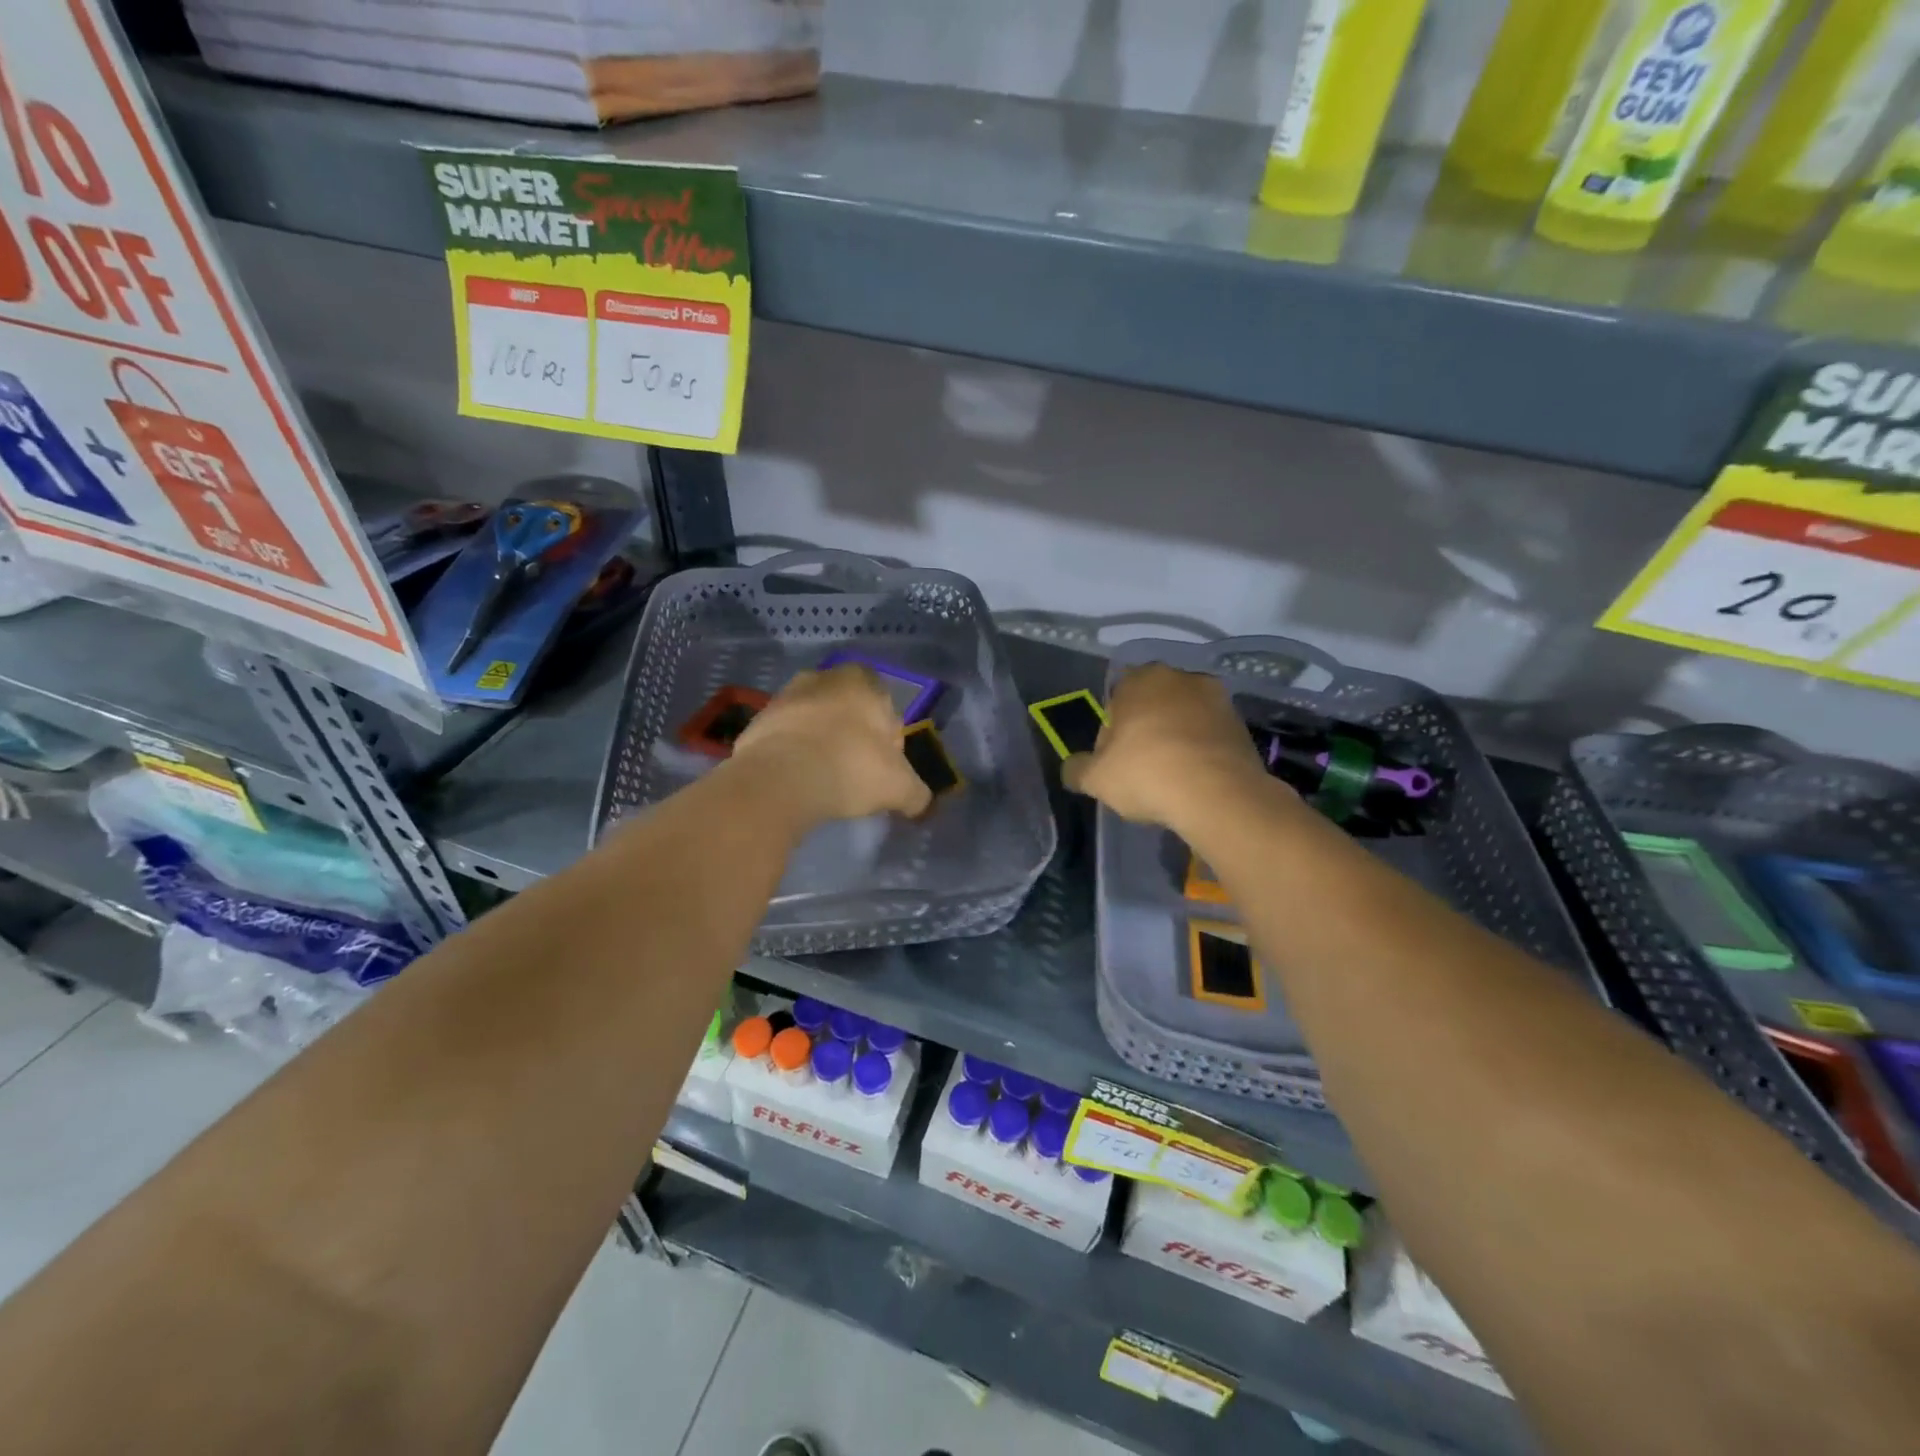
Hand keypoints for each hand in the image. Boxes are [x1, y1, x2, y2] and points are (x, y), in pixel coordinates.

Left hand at [731, 664, 932, 825]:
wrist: (778, 780)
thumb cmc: (850, 768)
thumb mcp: (900, 788)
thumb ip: (917, 794)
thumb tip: (921, 804)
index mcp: (862, 681)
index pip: (885, 702)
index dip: (888, 736)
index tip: (884, 765)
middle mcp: (822, 678)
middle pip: (847, 709)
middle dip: (852, 735)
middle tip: (856, 772)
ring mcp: (784, 697)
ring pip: (814, 721)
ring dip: (820, 743)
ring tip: (824, 780)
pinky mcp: (756, 721)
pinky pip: (785, 738)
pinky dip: (793, 755)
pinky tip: (797, 782)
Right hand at [1062, 664, 1275, 832]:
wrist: (1217, 795)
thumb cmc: (1146, 774)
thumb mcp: (1096, 779)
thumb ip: (1077, 769)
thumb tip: (1073, 768)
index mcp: (1140, 679)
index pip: (1115, 700)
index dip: (1111, 733)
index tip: (1114, 761)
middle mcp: (1179, 677)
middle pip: (1152, 705)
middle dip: (1145, 730)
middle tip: (1140, 768)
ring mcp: (1216, 698)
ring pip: (1183, 718)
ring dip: (1175, 738)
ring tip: (1170, 776)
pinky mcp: (1241, 724)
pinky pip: (1209, 735)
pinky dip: (1200, 750)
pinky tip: (1195, 779)